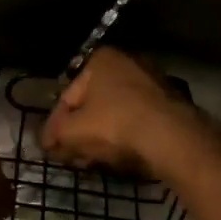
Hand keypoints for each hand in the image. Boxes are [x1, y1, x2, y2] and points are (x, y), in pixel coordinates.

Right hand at [42, 48, 204, 177]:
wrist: (172, 137)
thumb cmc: (115, 124)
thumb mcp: (73, 132)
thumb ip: (56, 135)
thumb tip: (48, 142)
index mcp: (100, 59)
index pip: (68, 96)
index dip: (56, 125)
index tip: (51, 146)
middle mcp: (127, 62)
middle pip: (93, 104)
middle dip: (80, 131)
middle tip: (71, 155)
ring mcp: (153, 82)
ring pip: (116, 113)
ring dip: (101, 135)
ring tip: (92, 160)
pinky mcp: (171, 103)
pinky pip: (138, 120)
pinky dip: (125, 135)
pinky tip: (117, 156)